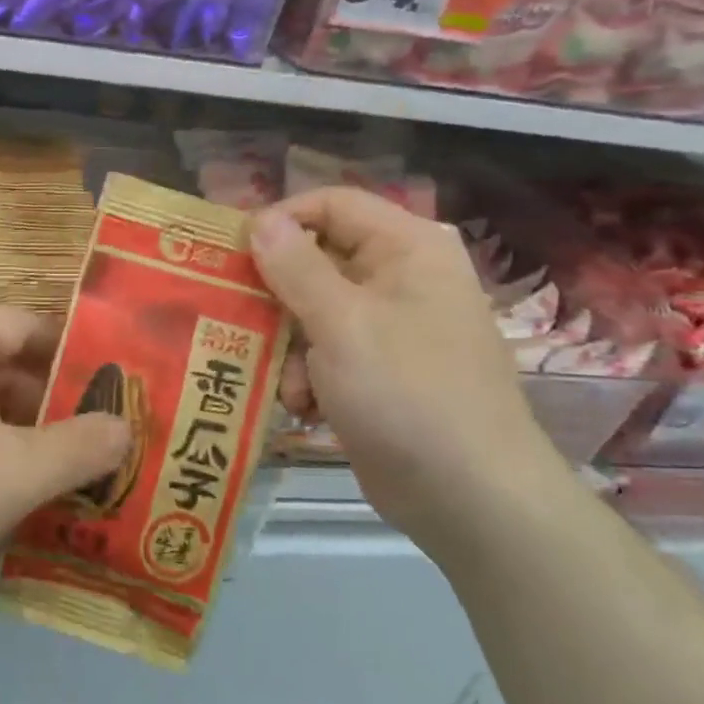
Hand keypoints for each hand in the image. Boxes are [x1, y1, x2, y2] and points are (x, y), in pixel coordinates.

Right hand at [249, 188, 560, 552]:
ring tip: (290, 384)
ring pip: (314, 310)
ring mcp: (391, 327)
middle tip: (236, 317)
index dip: (281, 219)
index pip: (332, 204)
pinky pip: (326, 351)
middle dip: (278, 296)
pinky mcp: (380, 371)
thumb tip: (260, 220)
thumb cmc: (408, 394)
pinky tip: (305, 408)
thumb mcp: (342, 324)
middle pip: (318, 259)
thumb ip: (296, 267)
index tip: (232, 252)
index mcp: (407, 249)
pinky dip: (308, 376)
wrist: (471, 499)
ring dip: (289, 346)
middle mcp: (401, 278)